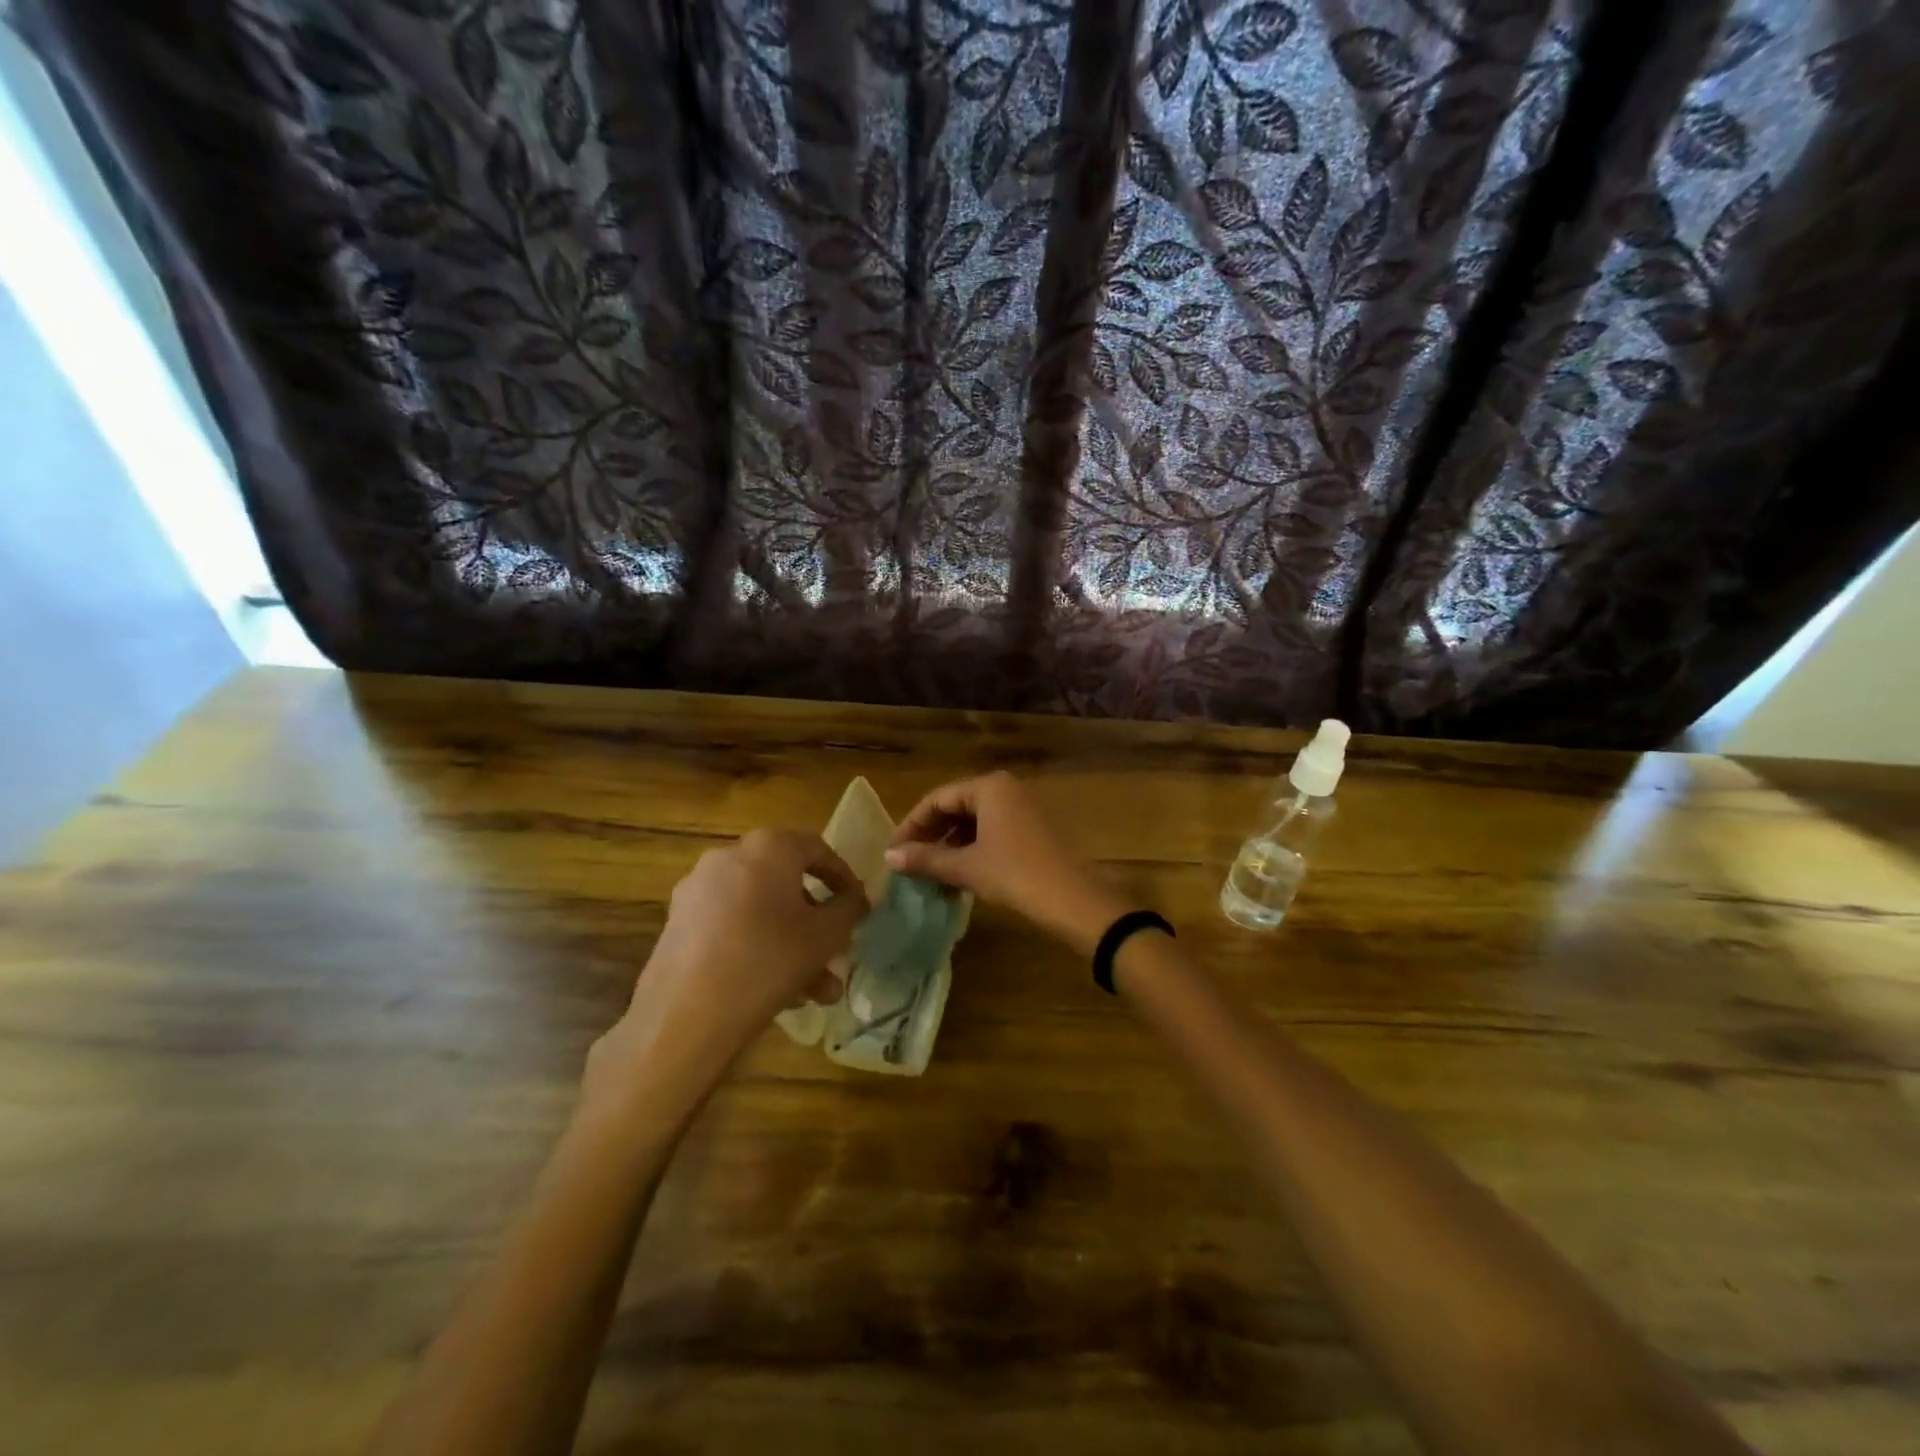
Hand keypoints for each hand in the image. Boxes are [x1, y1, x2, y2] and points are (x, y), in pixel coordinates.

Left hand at [584, 829, 867, 1114]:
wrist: (684, 1017)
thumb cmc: (767, 962)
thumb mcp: (825, 936)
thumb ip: (849, 910)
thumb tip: (859, 898)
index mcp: (768, 848)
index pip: (818, 849)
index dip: (844, 878)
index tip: (859, 908)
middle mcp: (729, 856)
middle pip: (788, 883)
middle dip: (817, 922)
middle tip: (836, 954)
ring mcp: (698, 888)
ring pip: (761, 909)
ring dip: (792, 943)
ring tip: (815, 991)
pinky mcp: (679, 921)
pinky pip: (733, 924)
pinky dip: (759, 945)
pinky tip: (777, 991)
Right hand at [884, 771, 1123, 952]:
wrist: (1075, 900)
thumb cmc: (1016, 875)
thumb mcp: (966, 867)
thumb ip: (926, 858)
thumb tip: (888, 856)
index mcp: (989, 787)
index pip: (937, 799)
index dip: (911, 825)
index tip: (893, 852)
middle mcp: (1006, 788)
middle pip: (955, 807)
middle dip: (930, 835)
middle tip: (908, 863)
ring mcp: (1023, 808)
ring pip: (974, 821)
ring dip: (950, 845)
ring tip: (930, 873)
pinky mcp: (1033, 829)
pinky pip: (991, 831)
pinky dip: (971, 849)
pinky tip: (958, 874)